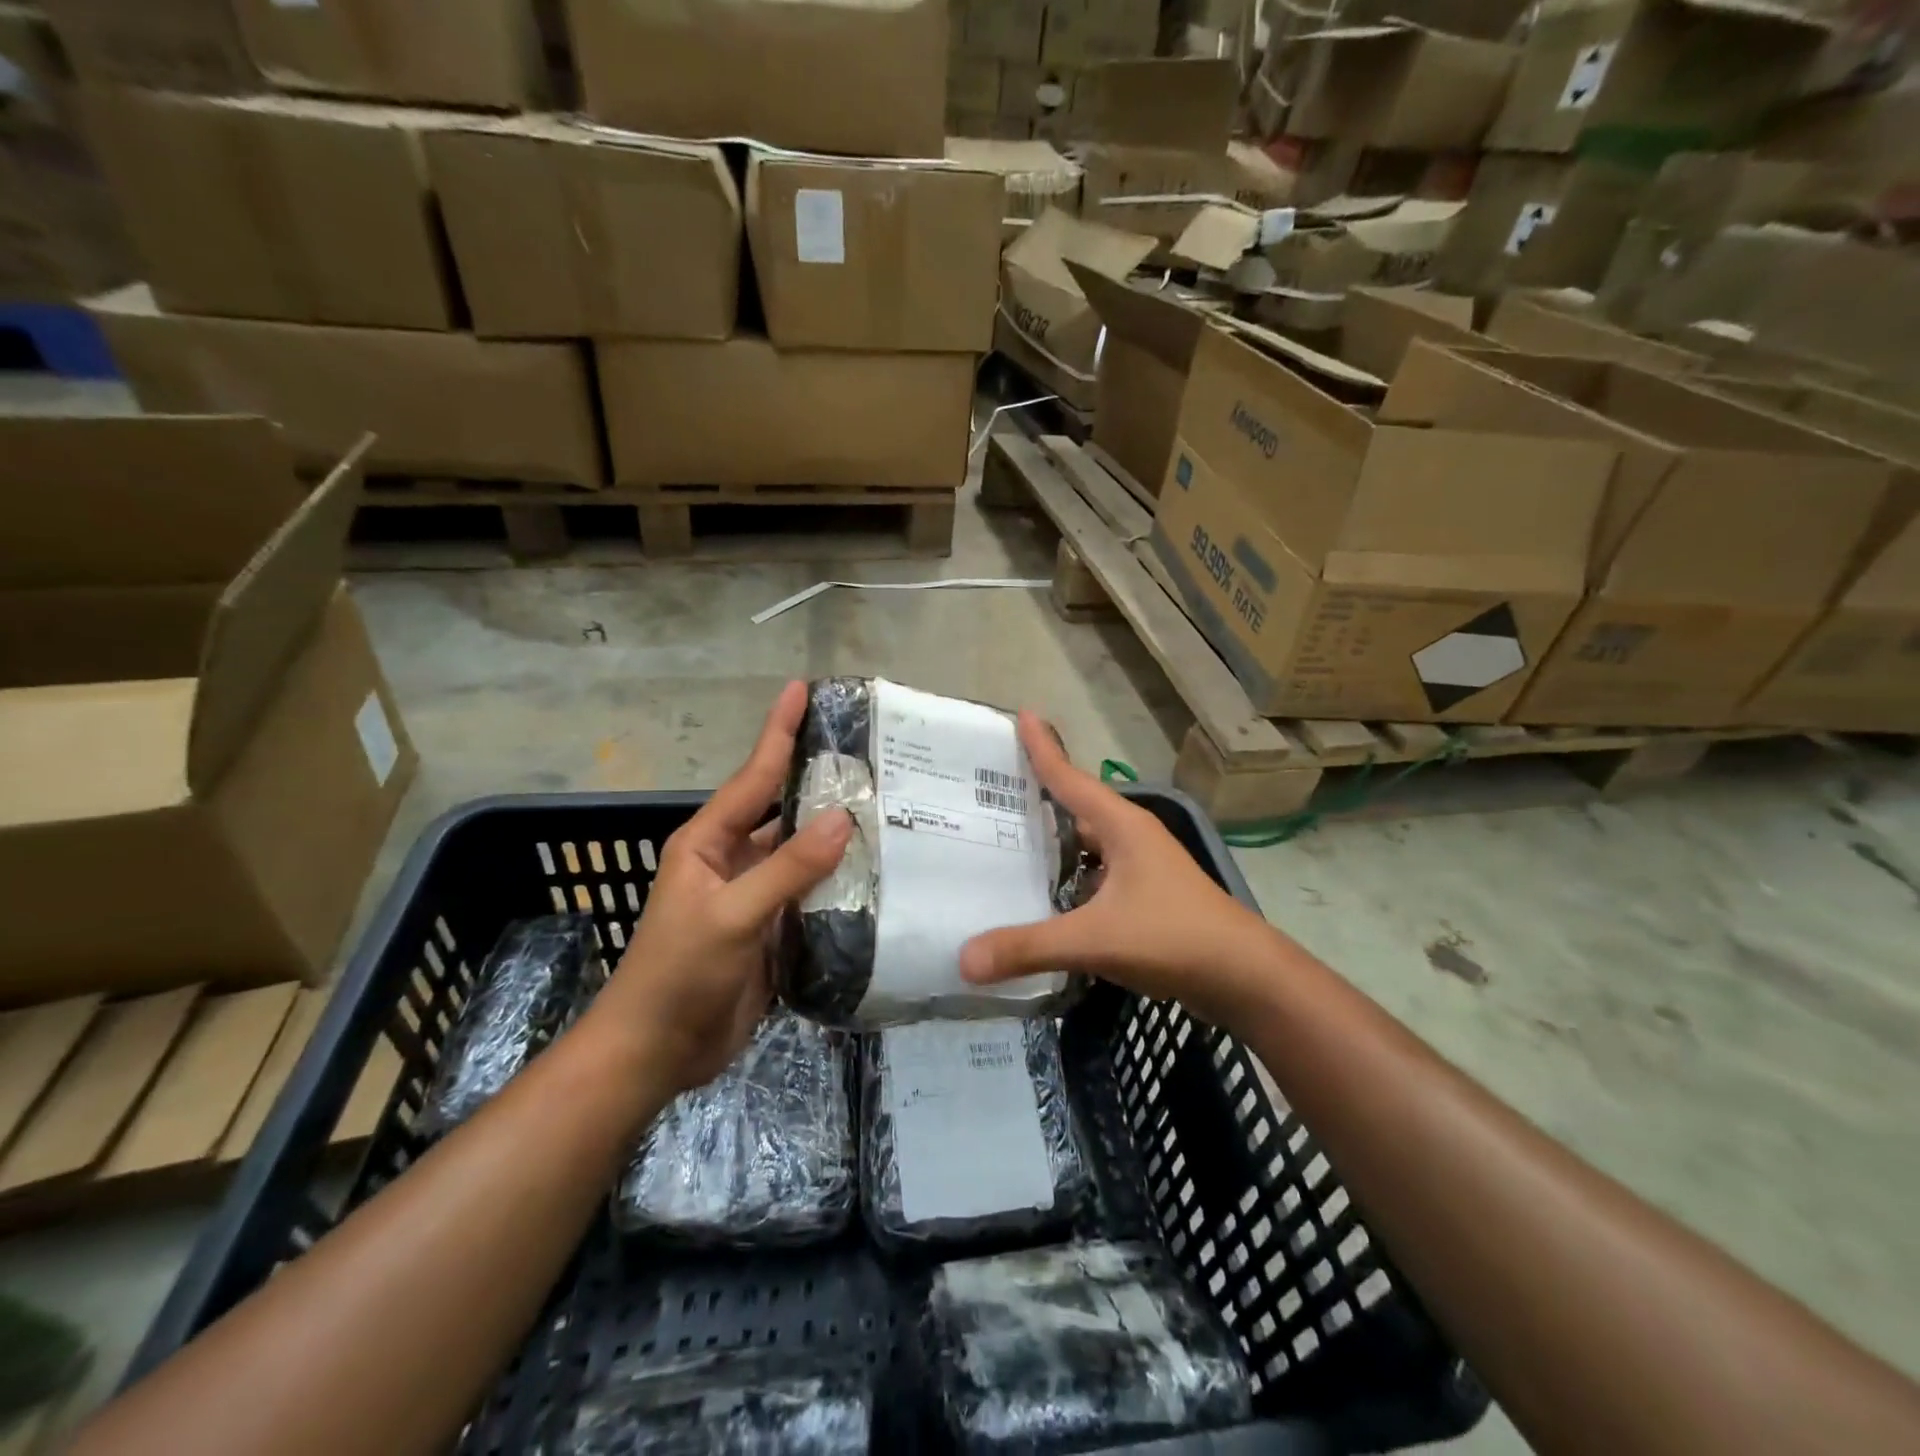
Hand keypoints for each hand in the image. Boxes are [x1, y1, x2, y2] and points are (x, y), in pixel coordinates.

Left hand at [591, 682, 851, 1091]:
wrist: (657, 1054)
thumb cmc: (678, 975)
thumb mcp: (730, 916)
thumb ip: (787, 868)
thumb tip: (844, 818)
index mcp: (709, 843)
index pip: (754, 776)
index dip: (779, 731)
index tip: (802, 688)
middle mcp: (734, 860)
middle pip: (785, 810)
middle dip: (822, 781)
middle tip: (874, 754)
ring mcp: (756, 896)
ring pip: (805, 854)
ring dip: (839, 836)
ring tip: (892, 809)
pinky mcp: (775, 930)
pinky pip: (814, 895)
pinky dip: (843, 883)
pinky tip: (881, 873)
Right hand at [960, 712, 1278, 1031]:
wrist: (1246, 979)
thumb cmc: (1174, 938)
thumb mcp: (1096, 940)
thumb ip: (1030, 947)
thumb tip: (964, 960)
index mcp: (1121, 826)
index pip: (1070, 777)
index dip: (1043, 747)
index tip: (1021, 714)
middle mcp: (1130, 838)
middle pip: (1075, 808)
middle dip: (1035, 799)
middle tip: (988, 793)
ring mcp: (1141, 868)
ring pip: (1085, 846)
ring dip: (1051, 844)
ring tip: (1003, 845)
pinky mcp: (1145, 898)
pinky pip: (1094, 877)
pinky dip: (1067, 880)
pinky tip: (1042, 898)